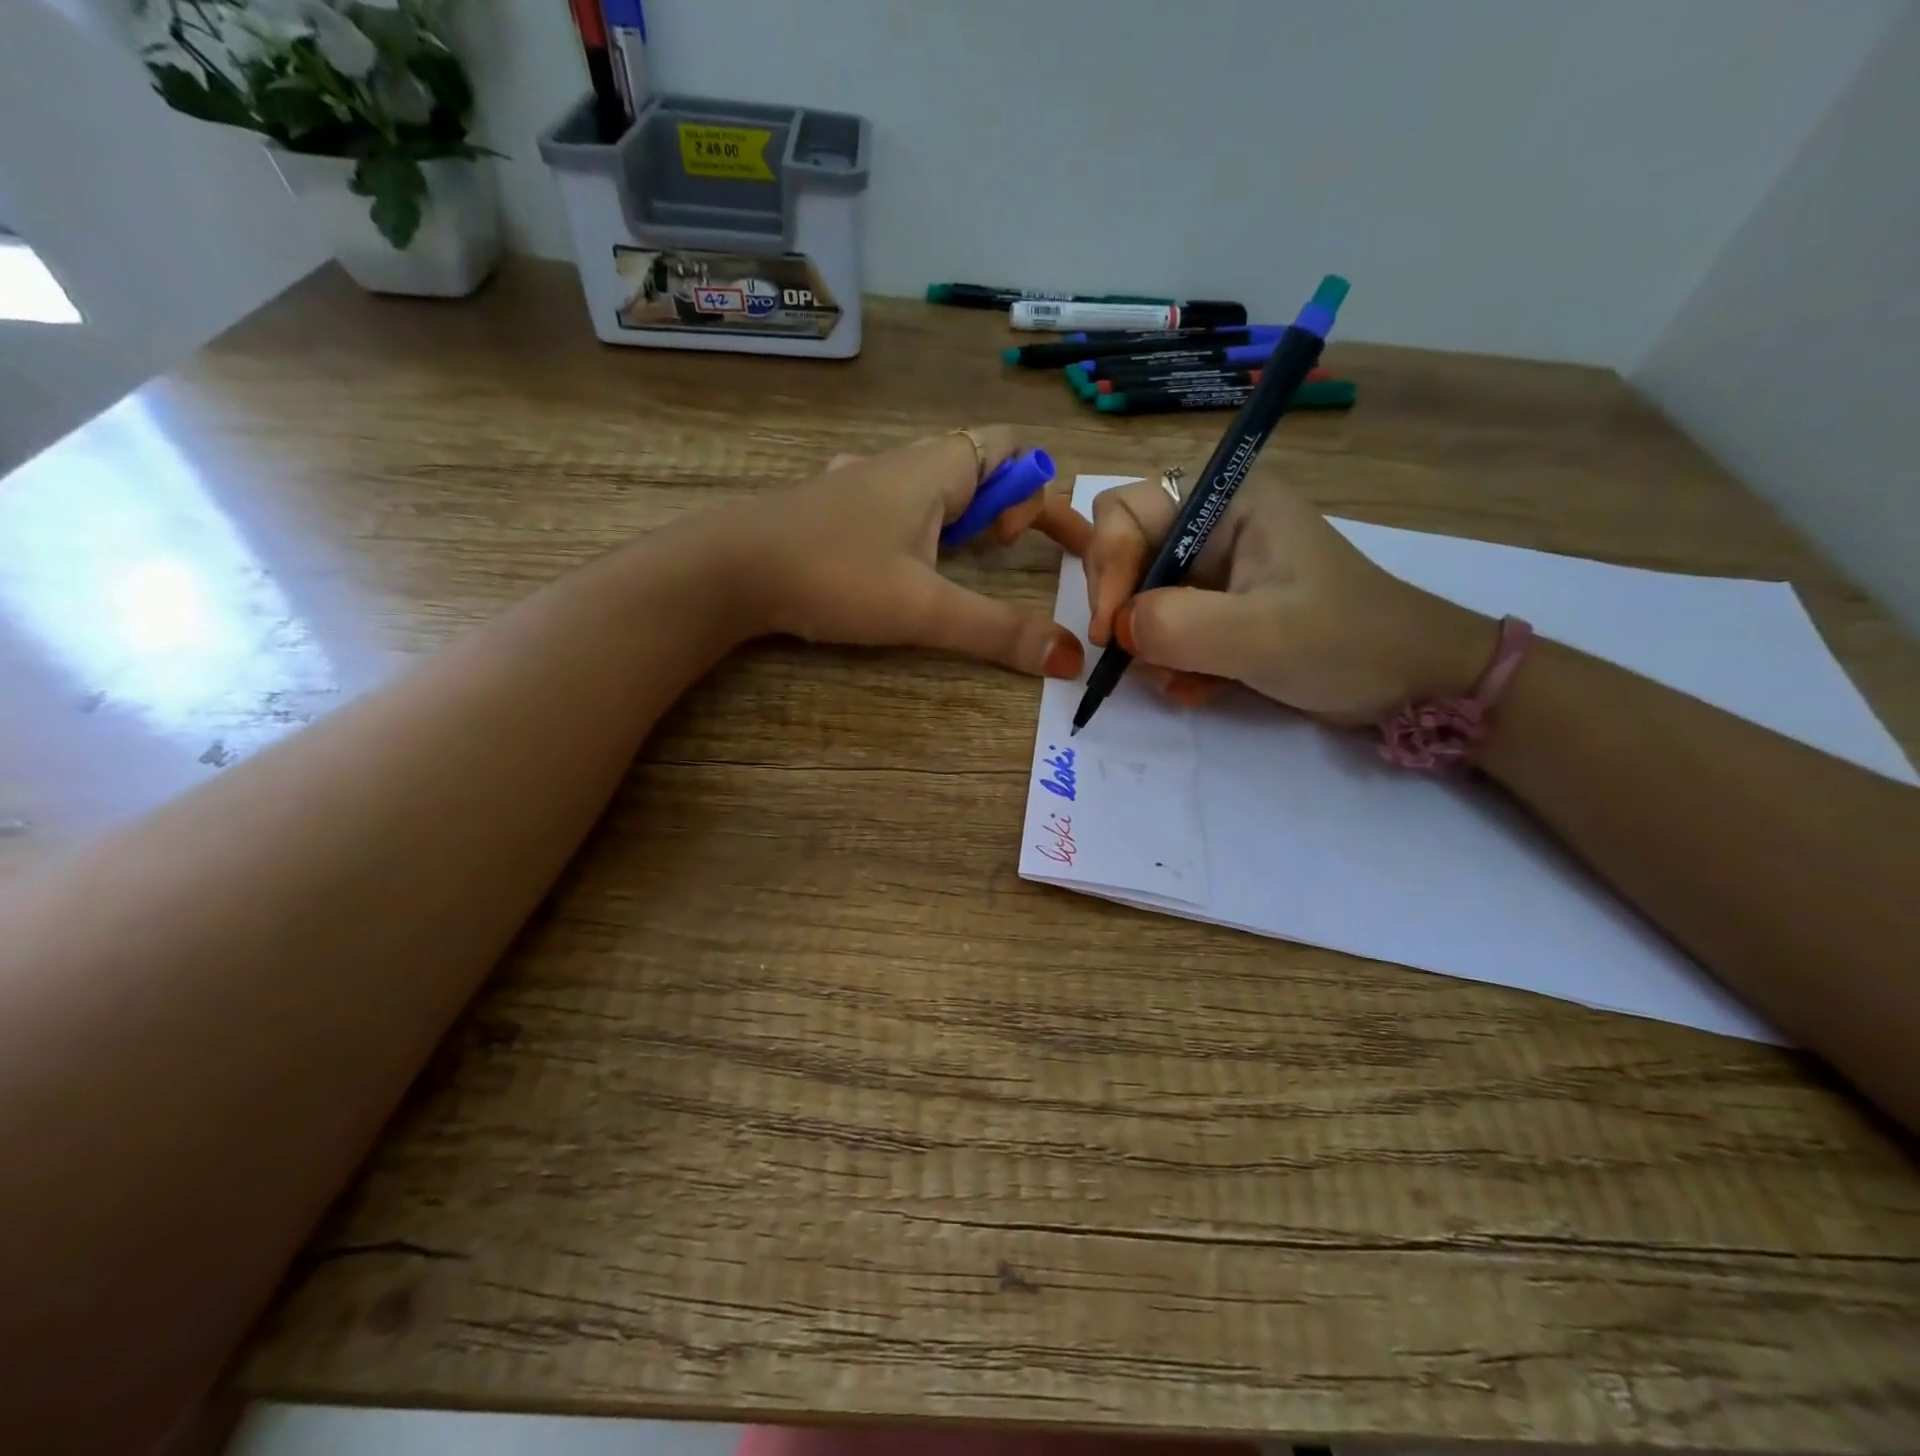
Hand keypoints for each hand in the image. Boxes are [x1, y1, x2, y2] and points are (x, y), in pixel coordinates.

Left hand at [736, 426, 1091, 676]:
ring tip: (954, 564)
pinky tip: (894, 562)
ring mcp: (859, 482)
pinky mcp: (830, 506)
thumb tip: (1071, 659)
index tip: (1021, 547)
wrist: (726, 568)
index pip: (1011, 447)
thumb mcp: (925, 609)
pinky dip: (916, 527)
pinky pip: (893, 503)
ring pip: (931, 485)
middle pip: (976, 463)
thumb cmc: (834, 575)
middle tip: (998, 554)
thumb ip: (999, 632)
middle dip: (1002, 506)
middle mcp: (901, 462)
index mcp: (935, 468)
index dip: (1036, 491)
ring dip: (958, 518)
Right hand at [1083, 474, 1496, 721]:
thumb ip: (1178, 625)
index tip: (1112, 628)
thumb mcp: (1261, 634)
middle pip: (1125, 555)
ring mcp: (1215, 573)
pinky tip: (1199, 689)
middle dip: (1126, 611)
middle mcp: (1213, 529)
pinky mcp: (1218, 612)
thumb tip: (1119, 629)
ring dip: (1149, 648)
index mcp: (1227, 503)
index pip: (1126, 511)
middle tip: (1138, 658)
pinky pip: (1164, 631)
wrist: (1411, 684)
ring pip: (1140, 601)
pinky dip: (1170, 664)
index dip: (1107, 565)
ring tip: (1184, 682)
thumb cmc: (1347, 642)